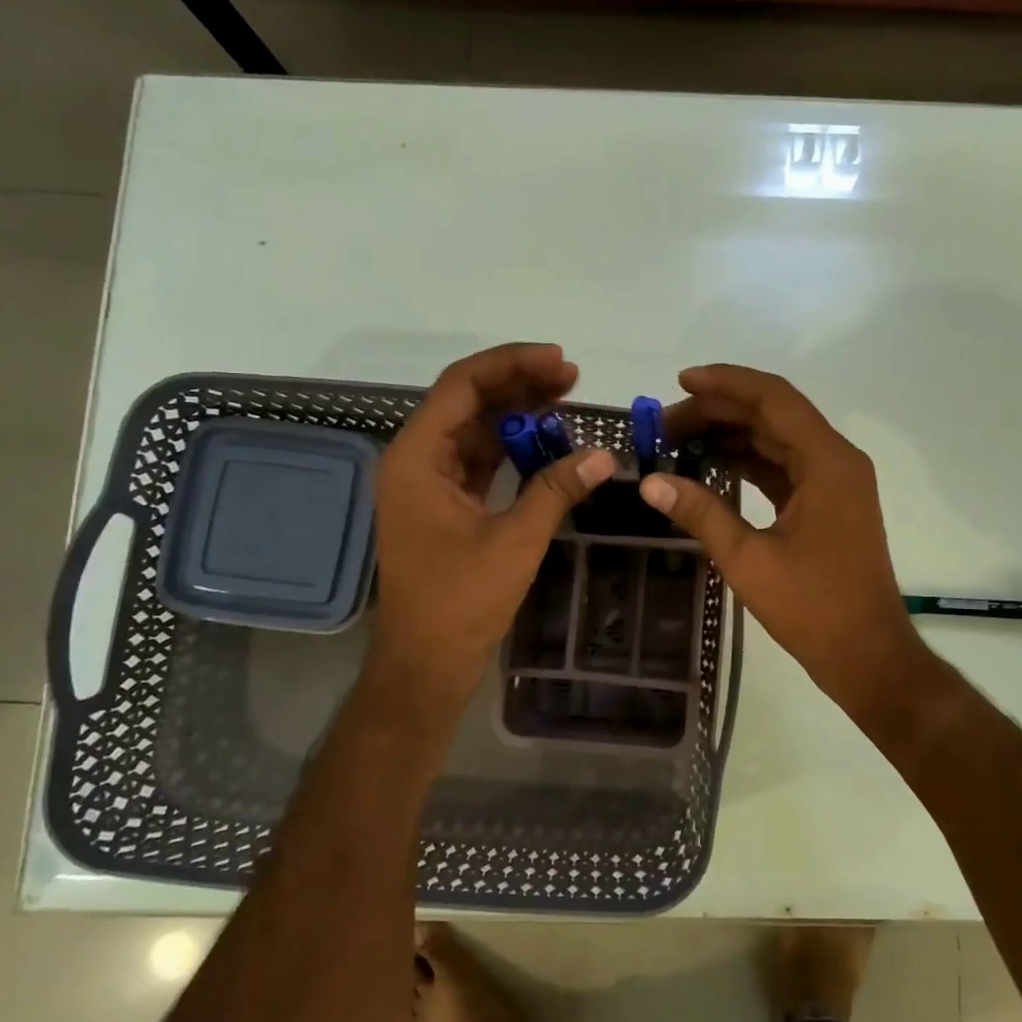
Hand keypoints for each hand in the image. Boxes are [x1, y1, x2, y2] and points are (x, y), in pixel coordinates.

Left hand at [364, 343, 613, 727]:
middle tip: (572, 376)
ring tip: (567, 399)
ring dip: (518, 413)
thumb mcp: (515, 540)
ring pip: (476, 429)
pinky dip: (512, 446)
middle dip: (519, 384)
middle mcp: (417, 460)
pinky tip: (548, 441)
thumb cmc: (461, 601)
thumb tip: (604, 454)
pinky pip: (480, 459)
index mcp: (418, 458)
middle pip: (468, 402)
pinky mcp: (446, 504)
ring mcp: (430, 483)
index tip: (559, 360)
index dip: (510, 365)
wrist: (427, 662)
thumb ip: (556, 489)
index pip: (461, 386)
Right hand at [640, 365, 935, 723]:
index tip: (680, 382)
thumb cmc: (814, 608)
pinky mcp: (827, 503)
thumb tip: (650, 482)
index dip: (725, 383)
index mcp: (827, 462)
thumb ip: (701, 513)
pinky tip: (710, 466)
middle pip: (773, 415)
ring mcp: (834, 481)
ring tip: (678, 442)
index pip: (773, 398)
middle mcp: (836, 460)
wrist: (868, 655)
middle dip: (719, 411)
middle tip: (666, 424)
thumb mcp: (749, 560)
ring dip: (731, 435)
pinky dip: (747, 462)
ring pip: (777, 440)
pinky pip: (783, 466)